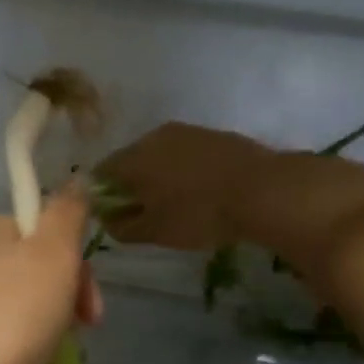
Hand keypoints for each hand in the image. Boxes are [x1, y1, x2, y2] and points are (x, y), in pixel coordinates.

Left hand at [0, 187, 103, 363]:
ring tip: (55, 357)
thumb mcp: (54, 252)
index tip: (90, 299)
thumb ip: (68, 212)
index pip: (41, 230)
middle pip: (32, 269)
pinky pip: (1, 337)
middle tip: (84, 330)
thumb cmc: (11, 313)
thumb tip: (75, 180)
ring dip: (49, 328)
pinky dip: (22, 351)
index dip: (74, 261)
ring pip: (20, 306)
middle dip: (66, 299)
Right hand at [95, 122, 274, 249]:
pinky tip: (199, 192)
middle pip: (130, 161)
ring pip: (160, 155)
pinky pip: (186, 154)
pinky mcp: (214, 135)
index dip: (101, 197)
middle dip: (131, 186)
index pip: (100, 174)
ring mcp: (187, 132)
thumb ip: (122, 227)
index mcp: (132, 158)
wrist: (263, 190)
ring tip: (175, 204)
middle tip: (144, 213)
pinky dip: (184, 171)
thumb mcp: (154, 231)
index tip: (114, 217)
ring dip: (159, 177)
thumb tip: (107, 220)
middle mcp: (154, 136)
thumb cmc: (198, 213)